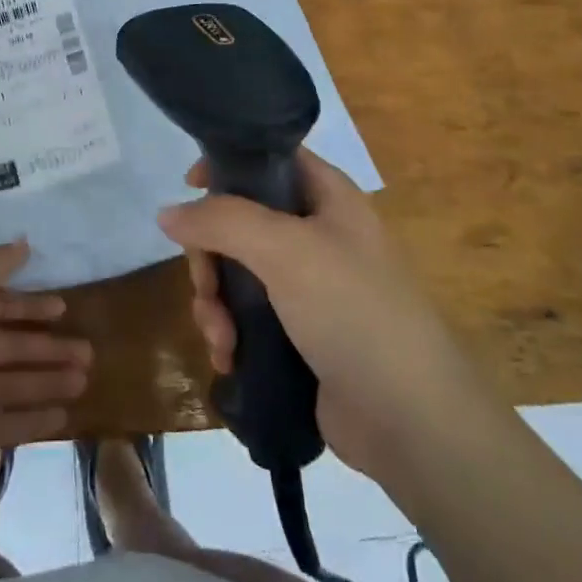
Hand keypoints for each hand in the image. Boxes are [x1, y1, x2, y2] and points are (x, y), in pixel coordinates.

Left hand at [0, 241, 91, 485]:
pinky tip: (65, 415)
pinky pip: (5, 424)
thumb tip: (24, 242)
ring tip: (84, 378)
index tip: (63, 308)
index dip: (28, 306)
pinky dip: (33, 420)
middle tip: (87, 350)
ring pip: (14, 384)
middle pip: (11, 347)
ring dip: (48, 380)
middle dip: (48, 348)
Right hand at [158, 148, 457, 478]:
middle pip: (241, 220)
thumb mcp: (285, 250)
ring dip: (216, 302)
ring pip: (238, 272)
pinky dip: (230, 332)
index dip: (227, 164)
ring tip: (220, 338)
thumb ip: (222, 221)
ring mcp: (309, 287)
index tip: (189, 187)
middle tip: (205, 286)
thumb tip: (168, 213)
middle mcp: (318, 234)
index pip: (269, 158)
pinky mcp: (300, 335)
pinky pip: (248, 316)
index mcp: (327, 196)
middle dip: (212, 256)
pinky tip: (228, 358)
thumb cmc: (354, 311)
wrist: (413, 423)